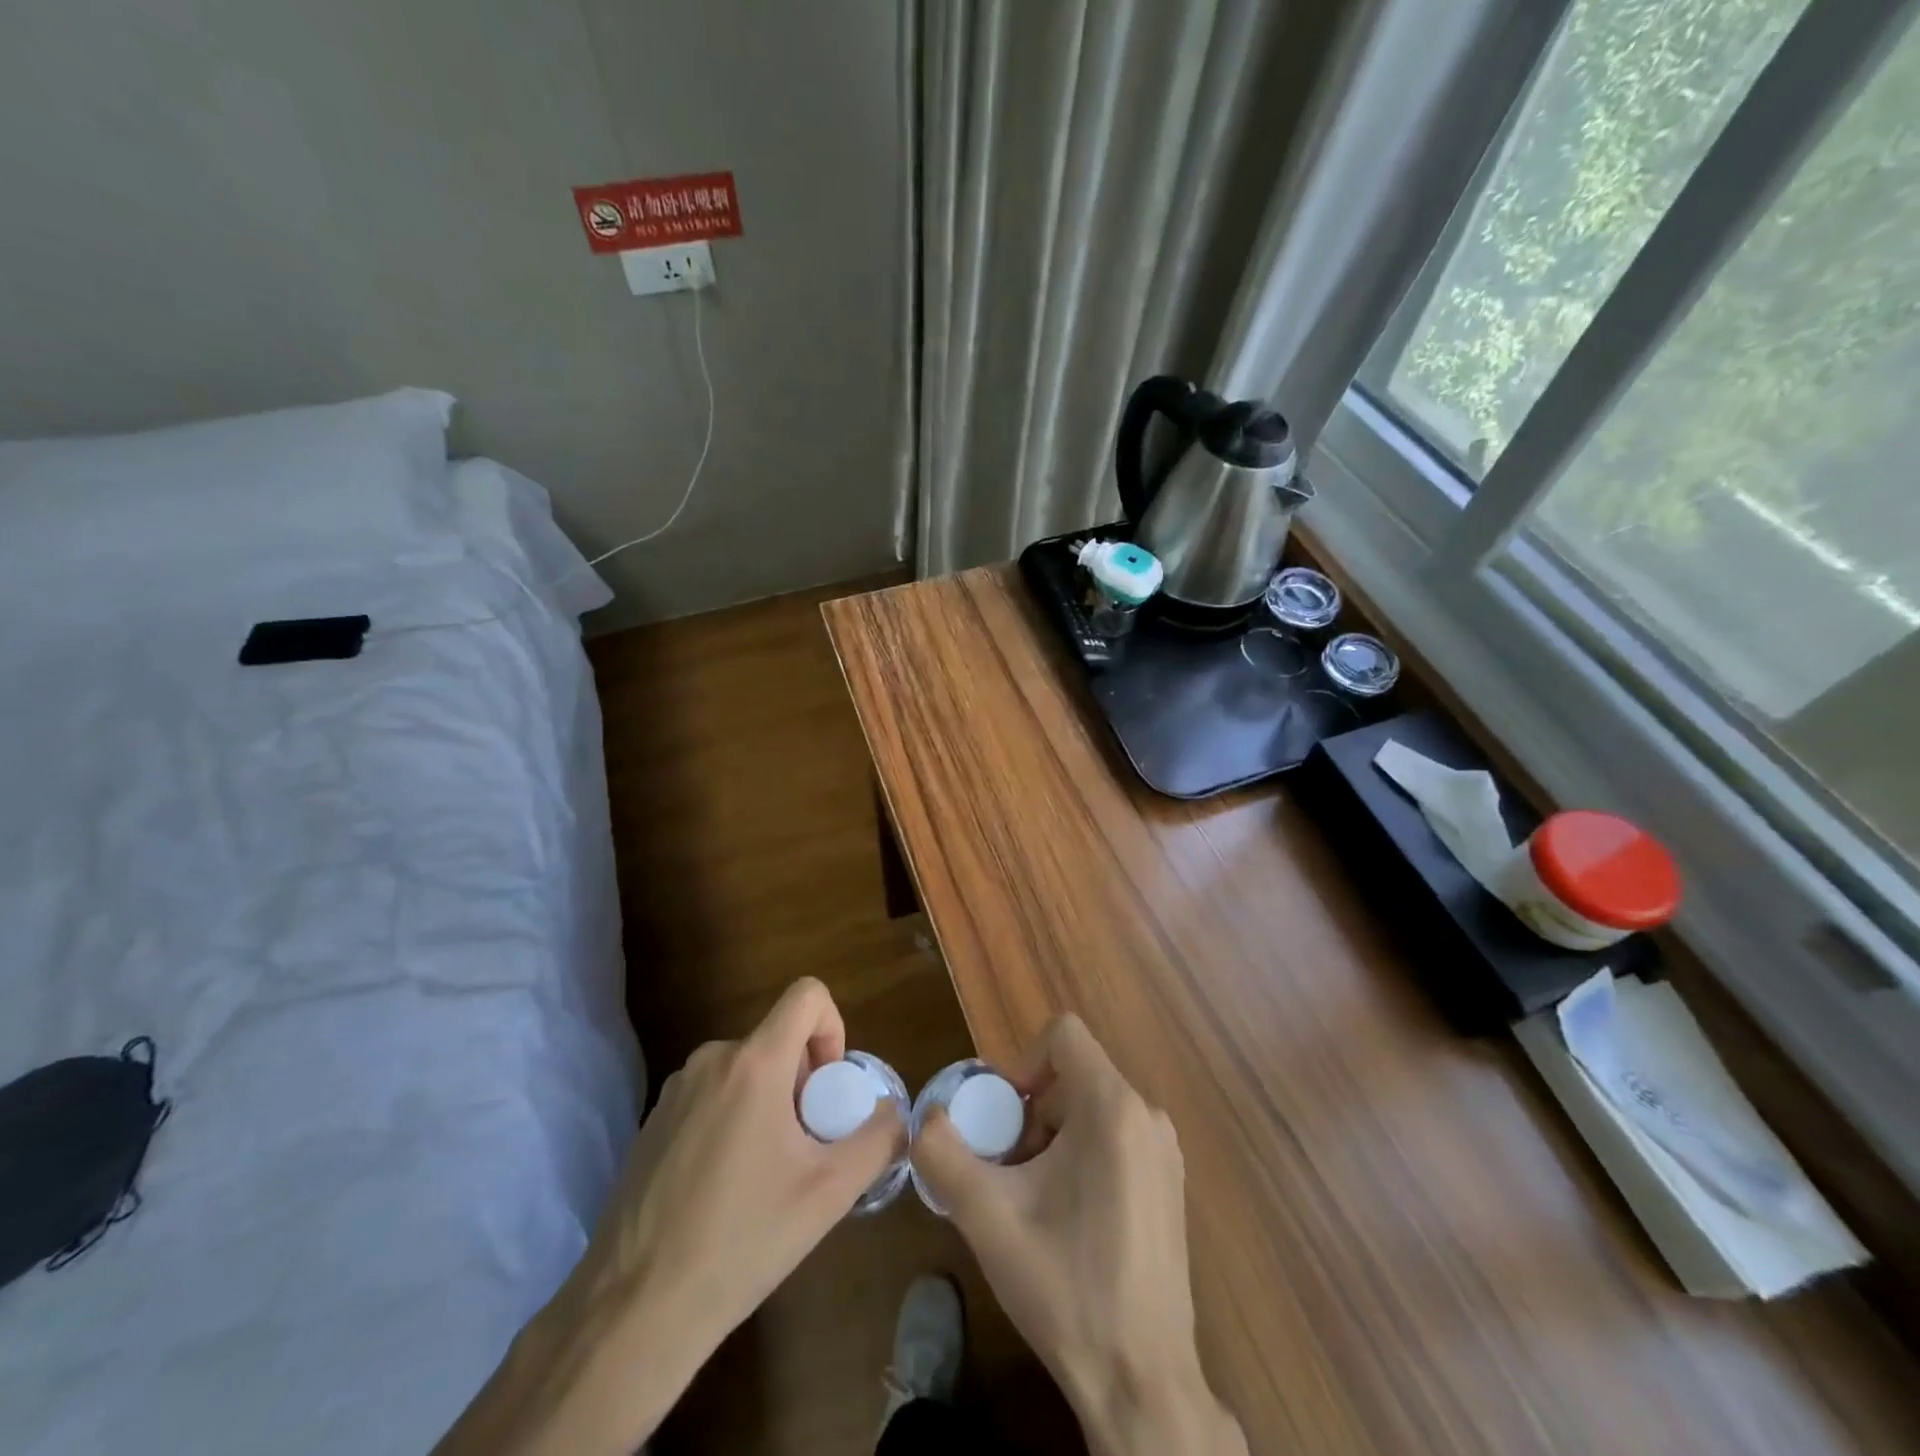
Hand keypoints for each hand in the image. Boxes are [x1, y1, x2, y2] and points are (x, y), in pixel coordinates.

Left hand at [435, 977, 902, 1455]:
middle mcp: (711, 1060)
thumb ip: (878, 1139)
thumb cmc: (742, 1241)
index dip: (833, 1028)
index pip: (806, 995)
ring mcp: (675, 1090)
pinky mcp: (652, 1122)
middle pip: (777, 1040)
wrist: (634, 1310)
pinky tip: (724, 1188)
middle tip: (804, 1147)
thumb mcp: (830, 1193)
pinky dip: (733, 1119)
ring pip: (745, 1069)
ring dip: (769, 1102)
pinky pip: (711, 1095)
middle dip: (803, 1081)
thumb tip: (895, 1112)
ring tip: (765, 1174)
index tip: (829, 1089)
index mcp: (754, 1063)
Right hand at [912, 1016, 1244, 1455]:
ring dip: (1052, 1136)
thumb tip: (925, 1118)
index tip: (1003, 1118)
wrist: (1141, 1381)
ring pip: (1091, 1107)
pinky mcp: (1169, 1182)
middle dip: (1031, 1112)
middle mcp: (1147, 1116)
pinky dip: (1081, 1155)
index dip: (1021, 1062)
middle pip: (1073, 1075)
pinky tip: (1067, 1217)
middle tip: (1009, 1169)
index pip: (1063, 1035)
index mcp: (1112, 1108)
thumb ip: (943, 1153)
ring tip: (1034, 1199)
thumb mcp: (986, 1216)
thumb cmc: (1064, 1286)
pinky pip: (1115, 1136)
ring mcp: (1164, 1151)